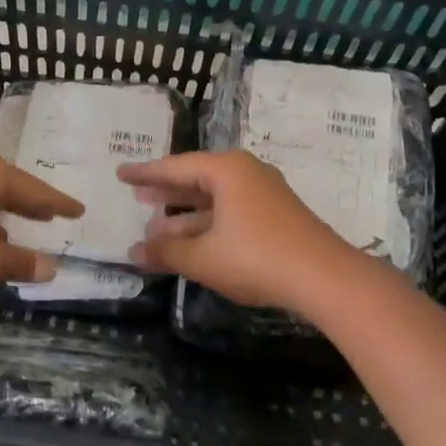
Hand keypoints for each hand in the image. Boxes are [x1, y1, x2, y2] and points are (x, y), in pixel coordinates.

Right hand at [117, 150, 358, 311]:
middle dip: (166, 192)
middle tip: (137, 196)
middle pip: (196, 179)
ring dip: (184, 217)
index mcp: (226, 171)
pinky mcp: (274, 218)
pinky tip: (190, 243)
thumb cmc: (256, 258)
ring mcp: (263, 196)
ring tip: (154, 228)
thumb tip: (134, 251)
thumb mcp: (203, 257)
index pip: (175, 167)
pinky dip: (206, 226)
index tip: (120, 173)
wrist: (324, 278)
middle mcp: (246, 174)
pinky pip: (229, 214)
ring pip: (213, 201)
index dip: (145, 173)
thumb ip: (166, 252)